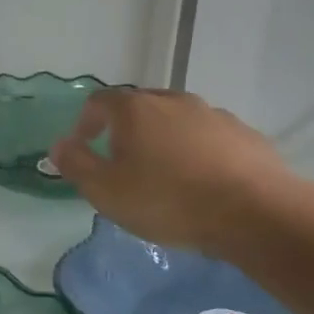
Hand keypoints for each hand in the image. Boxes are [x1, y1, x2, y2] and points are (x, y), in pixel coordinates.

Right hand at [49, 88, 290, 255]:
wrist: (254, 212)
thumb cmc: (167, 200)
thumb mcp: (106, 190)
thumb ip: (76, 164)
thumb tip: (59, 145)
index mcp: (135, 109)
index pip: (99, 101)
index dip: (86, 122)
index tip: (83, 147)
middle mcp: (173, 100)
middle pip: (140, 106)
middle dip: (125, 129)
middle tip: (121, 162)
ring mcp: (213, 114)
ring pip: (177, 120)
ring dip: (163, 139)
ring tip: (164, 175)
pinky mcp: (244, 134)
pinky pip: (208, 137)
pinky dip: (197, 151)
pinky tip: (201, 182)